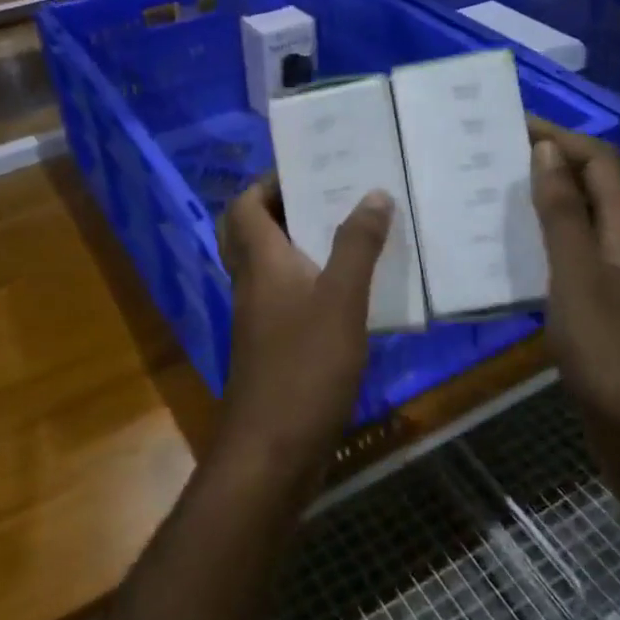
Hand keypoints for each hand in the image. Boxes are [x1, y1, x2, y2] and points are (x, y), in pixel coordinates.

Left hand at [217, 176, 394, 486]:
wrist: (273, 451)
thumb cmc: (305, 367)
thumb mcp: (341, 300)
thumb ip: (357, 246)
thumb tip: (373, 193)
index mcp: (260, 262)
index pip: (245, 205)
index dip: (269, 182)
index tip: (311, 167)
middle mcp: (252, 283)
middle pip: (252, 232)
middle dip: (284, 208)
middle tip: (329, 196)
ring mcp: (260, 318)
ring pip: (271, 265)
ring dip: (302, 244)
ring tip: (350, 231)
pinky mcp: (274, 347)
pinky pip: (288, 297)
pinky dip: (312, 282)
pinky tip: (351, 290)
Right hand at [527, 120, 619, 501]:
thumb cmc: (612, 353)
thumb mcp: (578, 276)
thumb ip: (564, 214)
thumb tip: (547, 152)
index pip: (599, 161)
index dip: (561, 136)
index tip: (510, 124)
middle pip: (592, 187)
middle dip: (547, 164)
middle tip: (490, 158)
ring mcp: (616, 281)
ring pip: (579, 223)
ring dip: (541, 203)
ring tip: (489, 197)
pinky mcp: (602, 311)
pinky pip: (569, 259)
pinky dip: (540, 244)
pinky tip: (505, 257)